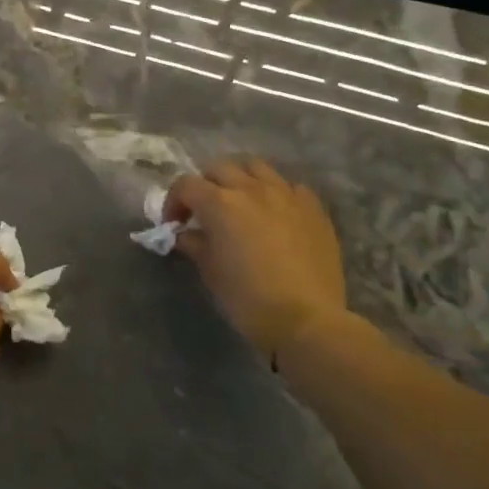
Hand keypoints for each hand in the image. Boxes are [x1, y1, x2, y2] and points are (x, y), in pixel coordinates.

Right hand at [164, 160, 351, 358]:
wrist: (307, 320)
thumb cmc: (249, 299)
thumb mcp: (210, 272)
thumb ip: (194, 244)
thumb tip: (185, 234)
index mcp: (220, 203)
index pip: (186, 185)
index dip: (174, 202)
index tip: (175, 224)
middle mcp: (251, 189)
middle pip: (219, 168)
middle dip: (205, 185)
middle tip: (204, 211)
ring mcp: (286, 195)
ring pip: (256, 167)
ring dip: (241, 179)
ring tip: (240, 202)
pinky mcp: (313, 208)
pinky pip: (290, 186)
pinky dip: (276, 193)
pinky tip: (276, 214)